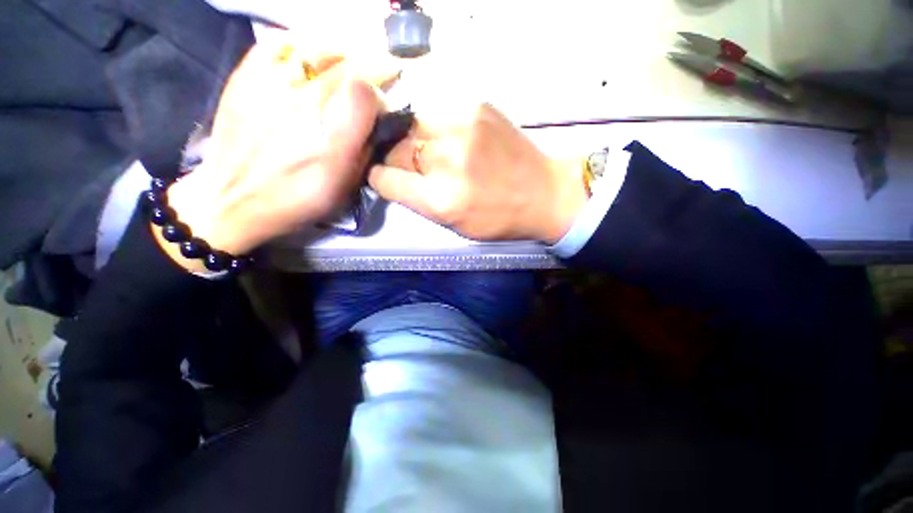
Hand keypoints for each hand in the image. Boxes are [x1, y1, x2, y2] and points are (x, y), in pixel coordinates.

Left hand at [160, 41, 398, 268]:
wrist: (236, 199)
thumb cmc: (299, 197)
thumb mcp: (346, 185)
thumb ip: (366, 149)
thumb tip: (378, 121)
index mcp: (331, 135)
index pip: (365, 90)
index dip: (382, 90)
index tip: (386, 99)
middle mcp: (303, 101)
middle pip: (345, 64)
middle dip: (369, 68)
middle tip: (375, 78)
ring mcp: (270, 83)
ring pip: (315, 48)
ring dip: (339, 54)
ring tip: (345, 65)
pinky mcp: (245, 78)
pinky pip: (275, 43)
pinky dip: (297, 43)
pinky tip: (305, 56)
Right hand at [368, 104, 586, 243]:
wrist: (544, 193)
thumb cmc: (499, 219)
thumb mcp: (455, 225)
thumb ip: (421, 202)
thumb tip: (394, 177)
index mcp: (442, 200)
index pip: (385, 179)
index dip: (382, 179)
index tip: (387, 178)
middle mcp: (447, 161)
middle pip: (395, 149)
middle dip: (397, 159)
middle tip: (414, 167)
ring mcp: (463, 128)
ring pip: (413, 127)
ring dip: (417, 141)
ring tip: (436, 151)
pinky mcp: (477, 107)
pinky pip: (439, 115)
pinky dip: (439, 129)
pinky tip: (457, 140)